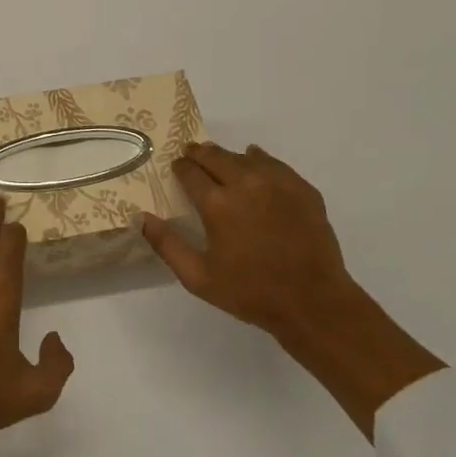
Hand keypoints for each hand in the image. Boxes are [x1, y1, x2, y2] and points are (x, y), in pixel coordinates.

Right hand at [142, 142, 442, 438]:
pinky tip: (256, 165)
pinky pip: (273, 163)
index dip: (180, 167)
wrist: (314, 303)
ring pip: (244, 155)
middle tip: (192, 156)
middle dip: (199, 154)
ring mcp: (276, 182)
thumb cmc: (251, 292)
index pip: (189, 171)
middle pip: (214, 155)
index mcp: (217, 203)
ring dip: (228, 157)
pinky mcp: (301, 188)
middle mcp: (244, 183)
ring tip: (222, 163)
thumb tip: (141, 218)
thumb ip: (167, 245)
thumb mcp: (199, 278)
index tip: (177, 169)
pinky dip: (259, 161)